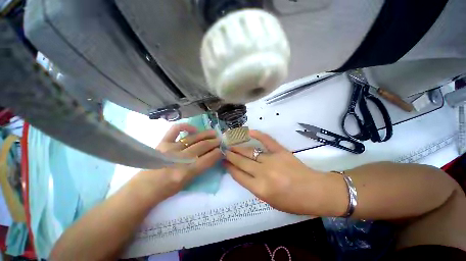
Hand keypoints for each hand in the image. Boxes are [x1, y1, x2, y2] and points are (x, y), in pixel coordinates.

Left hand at [132, 124, 221, 203]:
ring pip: (193, 138)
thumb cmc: (168, 189)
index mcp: (187, 172)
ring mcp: (170, 148)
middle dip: (214, 142)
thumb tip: (212, 155)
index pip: (208, 159)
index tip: (223, 149)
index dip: (218, 153)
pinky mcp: (163, 143)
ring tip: (214, 133)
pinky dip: (186, 126)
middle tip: (221, 140)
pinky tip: (194, 129)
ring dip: (206, 134)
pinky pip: (175, 129)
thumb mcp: (188, 182)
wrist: (144, 188)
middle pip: (202, 146)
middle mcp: (180, 158)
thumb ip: (201, 167)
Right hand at [224, 130, 328, 214]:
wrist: (316, 192)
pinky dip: (257, 134)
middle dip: (230, 155)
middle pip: (241, 162)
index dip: (229, 167)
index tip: (223, 162)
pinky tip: (248, 131)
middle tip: (223, 150)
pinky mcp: (281, 151)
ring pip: (250, 151)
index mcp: (260, 189)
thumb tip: (244, 174)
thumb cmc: (294, 202)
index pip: (238, 175)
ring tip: (230, 143)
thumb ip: (255, 187)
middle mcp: (263, 173)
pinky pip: (267, 140)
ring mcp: (272, 160)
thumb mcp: (270, 201)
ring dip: (238, 147)